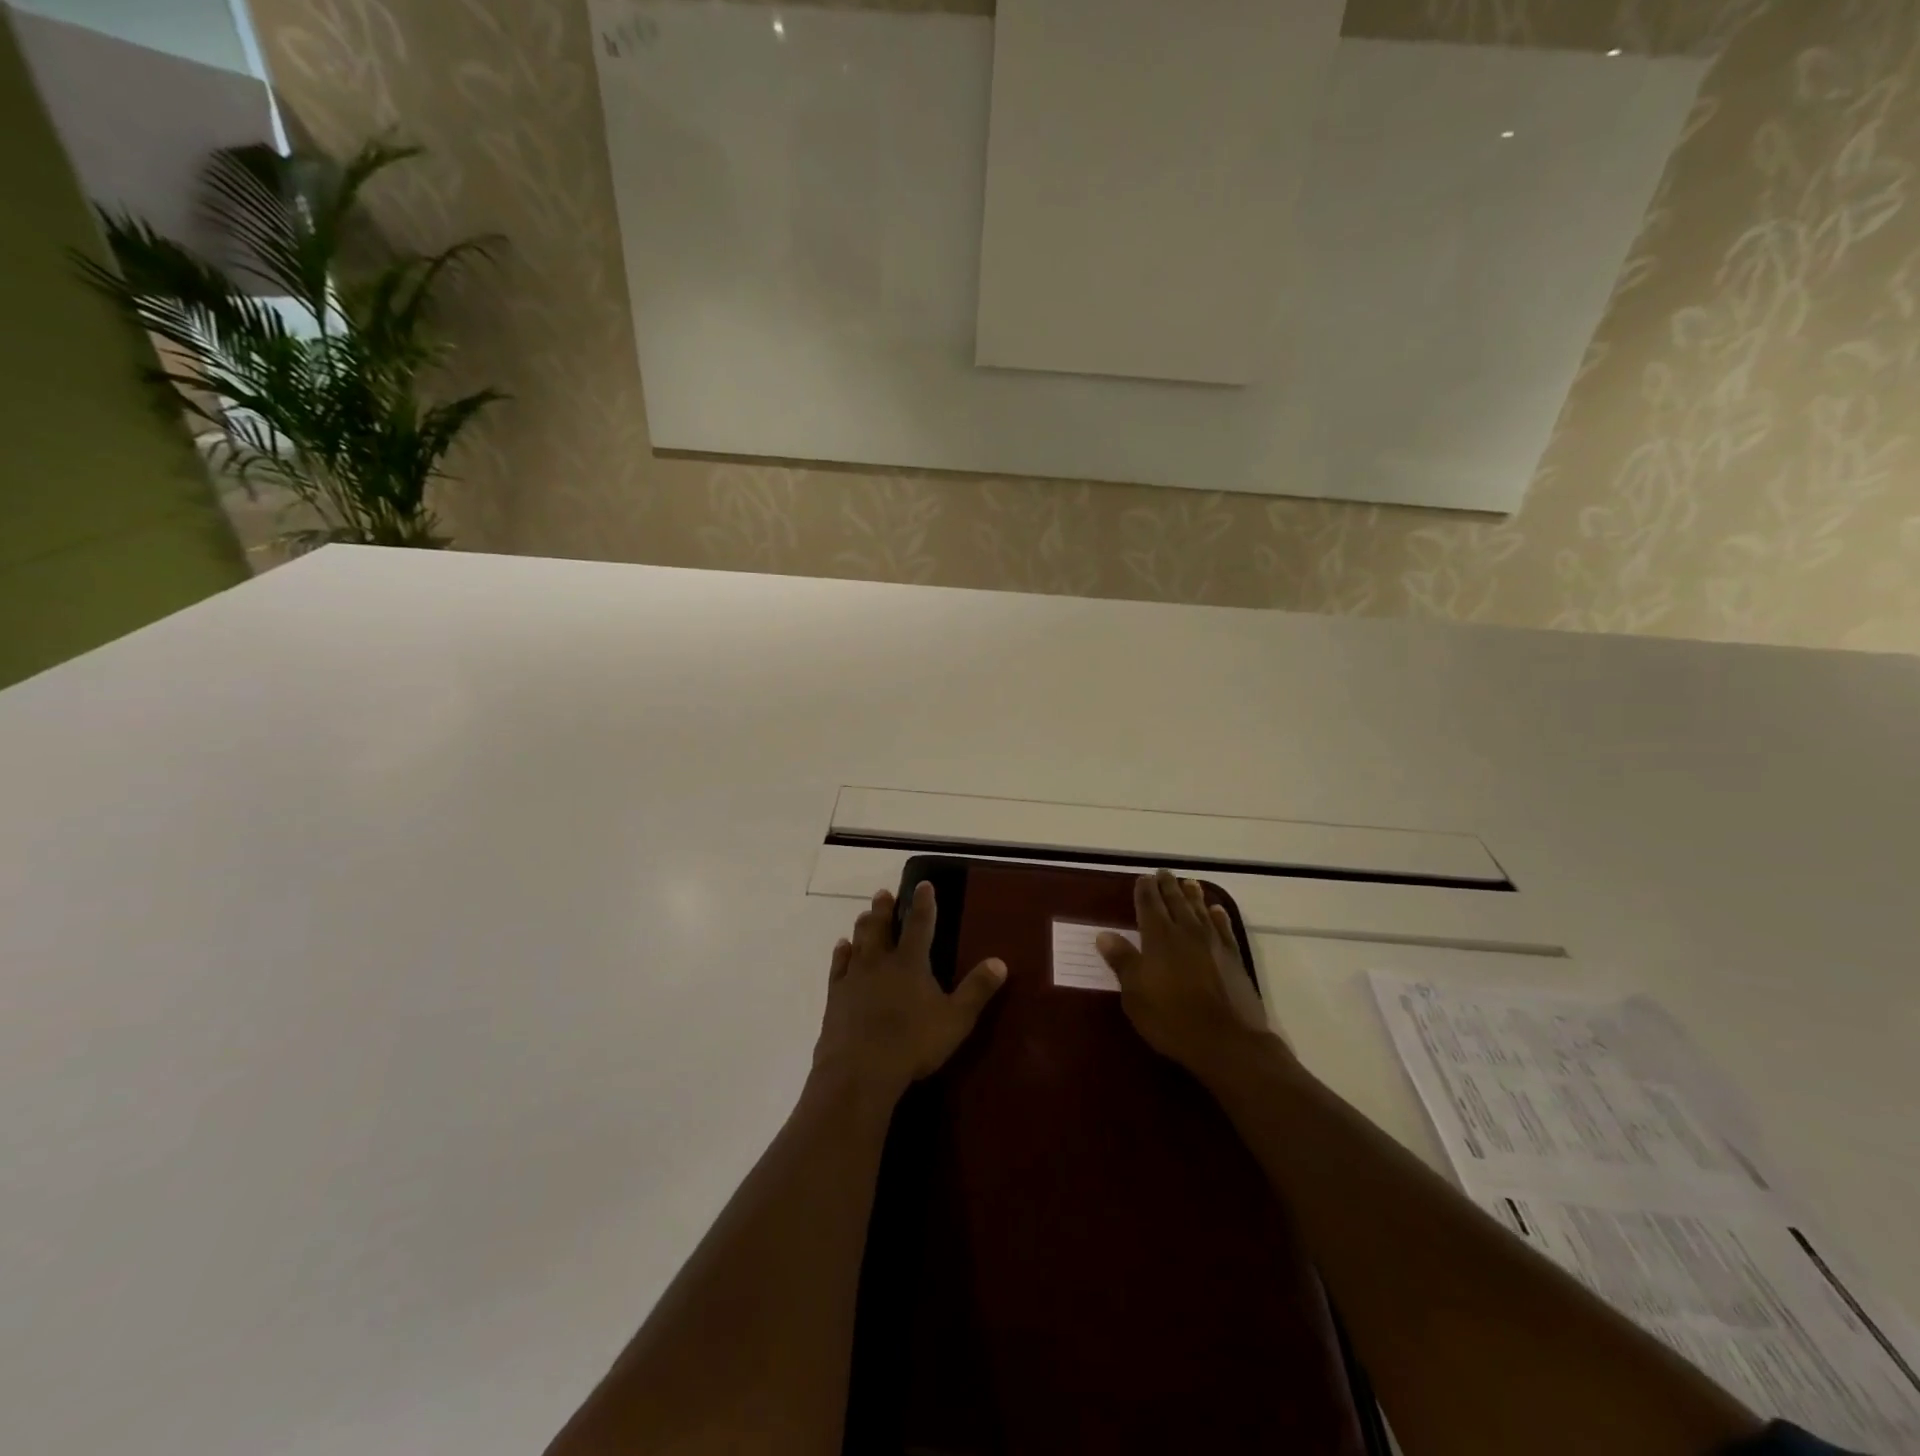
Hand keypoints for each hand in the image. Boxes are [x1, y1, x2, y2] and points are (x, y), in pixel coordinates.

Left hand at [811, 883, 1007, 1101]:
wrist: (859, 1070)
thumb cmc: (912, 1043)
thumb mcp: (956, 1019)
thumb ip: (977, 990)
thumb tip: (1000, 962)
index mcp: (910, 962)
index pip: (919, 923)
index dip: (923, 903)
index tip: (923, 884)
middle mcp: (880, 962)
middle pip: (882, 927)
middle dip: (885, 908)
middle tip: (884, 893)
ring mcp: (854, 977)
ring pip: (859, 941)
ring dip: (863, 925)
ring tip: (864, 914)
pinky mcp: (835, 996)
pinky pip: (838, 966)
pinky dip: (841, 953)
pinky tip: (842, 947)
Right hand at [1096, 870, 1282, 1081]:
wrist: (1228, 1042)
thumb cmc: (1172, 1019)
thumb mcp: (1135, 994)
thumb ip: (1122, 961)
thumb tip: (1104, 934)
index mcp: (1158, 937)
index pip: (1149, 904)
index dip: (1144, 890)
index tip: (1142, 878)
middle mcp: (1186, 931)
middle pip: (1176, 901)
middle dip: (1168, 886)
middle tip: (1164, 872)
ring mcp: (1213, 943)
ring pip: (1201, 910)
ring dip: (1193, 895)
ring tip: (1189, 883)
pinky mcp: (1233, 958)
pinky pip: (1224, 928)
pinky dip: (1219, 916)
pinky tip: (1217, 910)